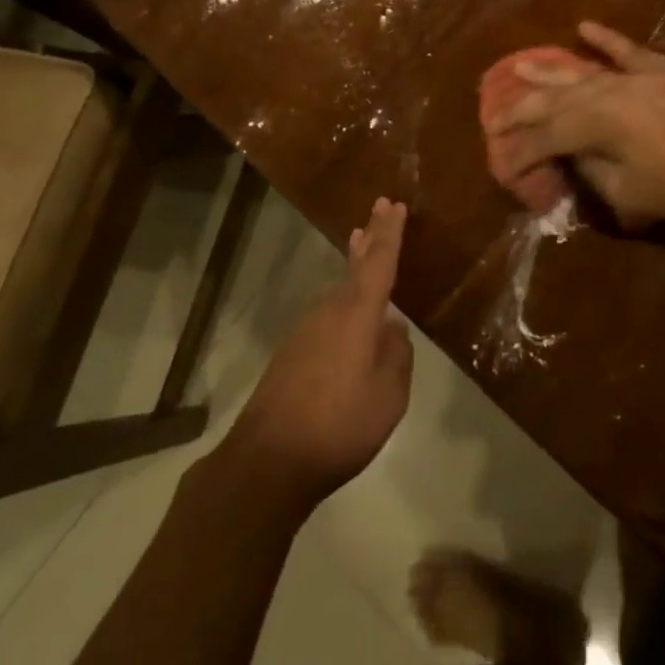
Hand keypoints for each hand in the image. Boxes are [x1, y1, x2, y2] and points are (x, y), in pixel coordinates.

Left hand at [224, 198, 413, 505]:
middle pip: (356, 266)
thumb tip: (393, 330)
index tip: (395, 204)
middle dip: (371, 236)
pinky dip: (344, 299)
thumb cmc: (339, 425)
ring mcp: (307, 330)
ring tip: (365, 246)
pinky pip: (329, 313)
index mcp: (358, 314)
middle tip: (380, 207)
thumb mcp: (388, 397)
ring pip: (340, 290)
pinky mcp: (293, 351)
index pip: (379, 262)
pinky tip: (352, 317)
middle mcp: (330, 311)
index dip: (389, 232)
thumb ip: (397, 356)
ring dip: (355, 266)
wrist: (268, 460)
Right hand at [487, 22, 664, 224]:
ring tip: (521, 65)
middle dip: (521, 109)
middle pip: (554, 99)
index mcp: (596, 123)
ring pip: (582, 72)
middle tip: (494, 116)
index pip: (546, 135)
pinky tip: (584, 27)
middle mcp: (607, 92)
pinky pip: (627, 51)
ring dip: (549, 70)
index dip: (521, 150)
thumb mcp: (625, 191)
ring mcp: (634, 77)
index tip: (502, 164)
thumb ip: (589, 169)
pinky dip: (606, 39)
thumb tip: (569, 153)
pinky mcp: (660, 71)